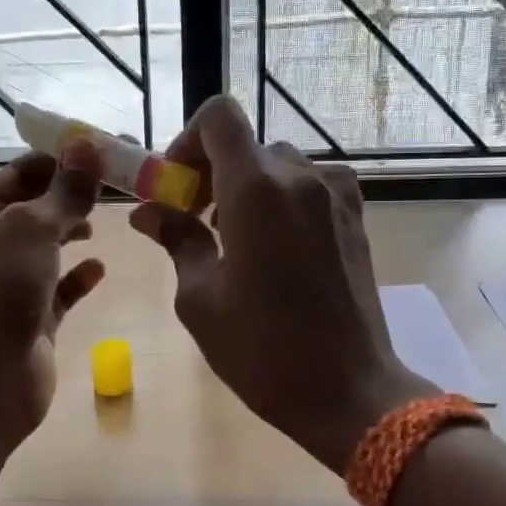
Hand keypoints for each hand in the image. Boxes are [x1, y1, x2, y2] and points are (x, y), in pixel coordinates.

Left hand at [0, 142, 105, 445]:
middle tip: (121, 180)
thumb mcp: (30, 229)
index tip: (107, 148)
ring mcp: (10, 286)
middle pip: (37, 207)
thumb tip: (88, 145)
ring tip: (109, 217)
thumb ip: (64, 191)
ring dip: (75, 229)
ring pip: (49, 247)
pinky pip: (60, 288)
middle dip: (74, 193)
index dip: (62, 158)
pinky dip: (79, 276)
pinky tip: (100, 268)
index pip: (21, 173)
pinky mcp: (34, 320)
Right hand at [130, 96, 432, 471]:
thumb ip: (177, 240)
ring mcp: (335, 195)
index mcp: (257, 190)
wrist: (348, 389)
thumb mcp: (200, 299)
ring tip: (235, 238)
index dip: (188, 140)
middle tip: (195, 220)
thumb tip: (150, 212)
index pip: (219, 116)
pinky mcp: (356, 217)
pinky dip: (285, 197)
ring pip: (280, 164)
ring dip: (249, 186)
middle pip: (247, 144)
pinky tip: (278, 244)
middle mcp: (300, 177)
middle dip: (213, 171)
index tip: (177, 185)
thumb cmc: (262, 349)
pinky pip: (312, 185)